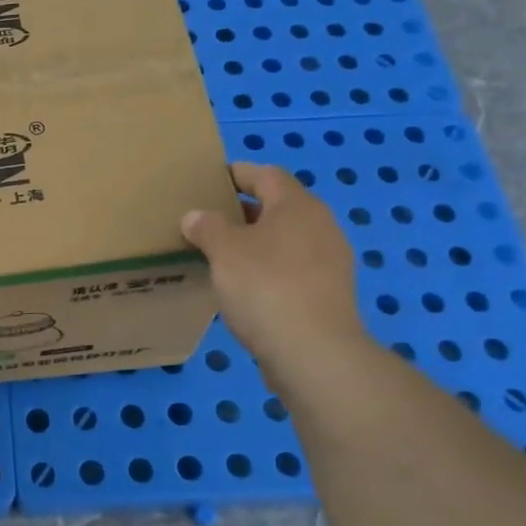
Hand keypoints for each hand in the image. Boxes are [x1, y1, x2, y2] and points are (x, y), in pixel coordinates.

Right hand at [181, 163, 367, 372]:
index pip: (266, 175)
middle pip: (278, 207)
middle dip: (242, 211)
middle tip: (206, 220)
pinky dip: (267, 269)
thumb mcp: (224, 251)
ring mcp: (329, 262)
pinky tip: (243, 287)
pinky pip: (291, 268)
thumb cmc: (265, 287)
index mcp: (297, 206)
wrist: (314, 352)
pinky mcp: (328, 294)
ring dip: (255, 242)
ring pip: (285, 240)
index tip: (209, 180)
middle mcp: (321, 226)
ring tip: (220, 255)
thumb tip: (195, 216)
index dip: (237, 173)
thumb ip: (207, 227)